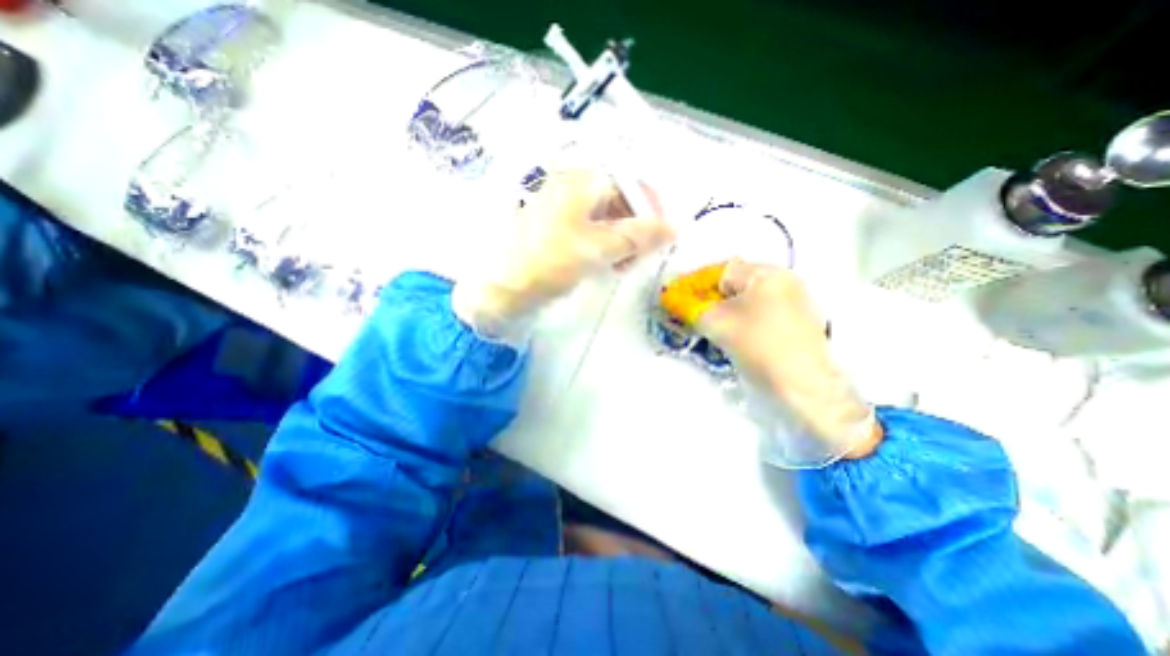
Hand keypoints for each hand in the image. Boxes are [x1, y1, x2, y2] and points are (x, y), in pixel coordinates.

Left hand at [456, 167, 676, 343]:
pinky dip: (604, 246)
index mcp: (579, 182)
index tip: (662, 236)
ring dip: (621, 240)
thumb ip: (637, 237)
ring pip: (605, 218)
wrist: (500, 288)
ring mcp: (561, 210)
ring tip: (623, 265)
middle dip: (635, 228)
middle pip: (618, 201)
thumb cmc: (548, 263)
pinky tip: (607, 263)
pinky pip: (590, 231)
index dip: (650, 208)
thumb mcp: (597, 248)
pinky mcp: (556, 231)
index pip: (628, 184)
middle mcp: (571, 188)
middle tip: (640, 257)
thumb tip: (673, 228)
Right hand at [661, 259, 882, 461]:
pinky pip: (760, 310)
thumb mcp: (717, 324)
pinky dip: (742, 317)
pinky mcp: (798, 319)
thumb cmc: (759, 346)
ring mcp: (794, 299)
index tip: (677, 299)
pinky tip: (733, 333)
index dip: (694, 284)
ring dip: (724, 308)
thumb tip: (673, 300)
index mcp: (765, 273)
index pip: (719, 271)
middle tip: (692, 314)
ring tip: (710, 326)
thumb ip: (691, 308)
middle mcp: (783, 279)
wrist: (805, 385)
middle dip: (709, 298)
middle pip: (734, 283)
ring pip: (747, 298)